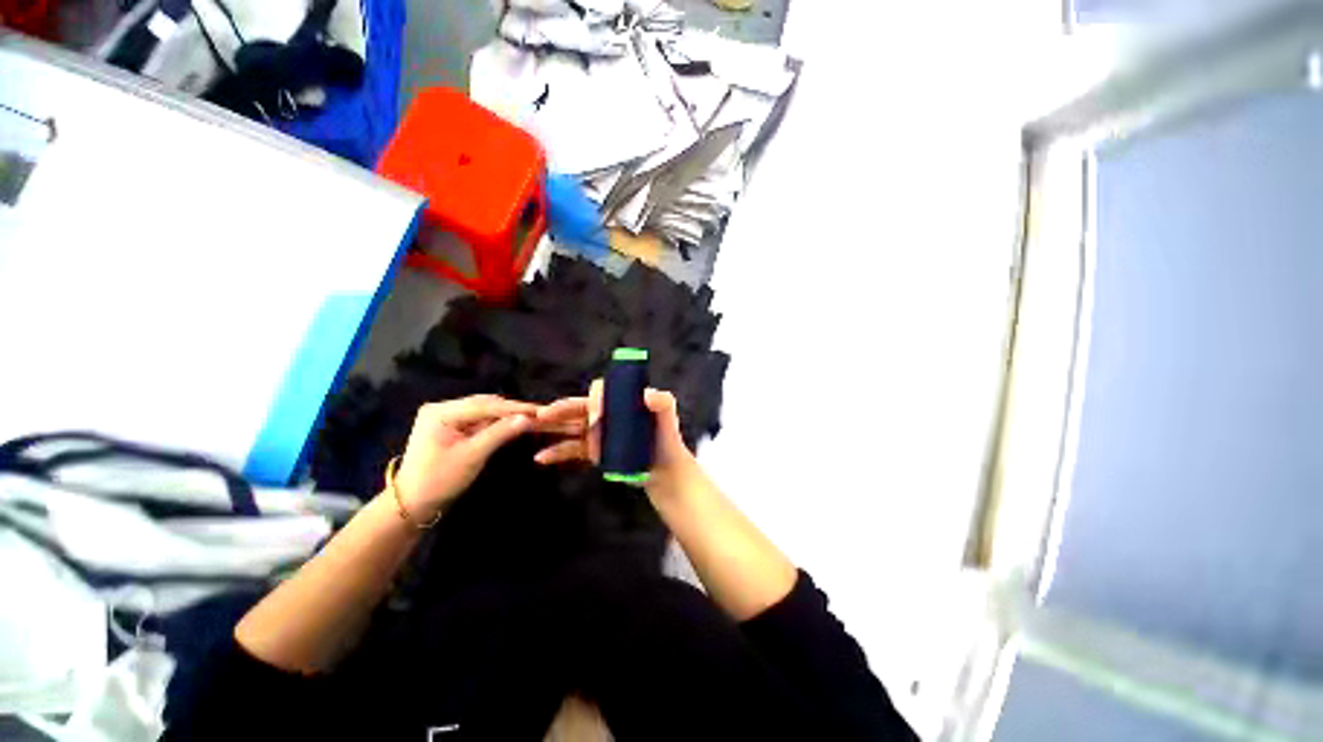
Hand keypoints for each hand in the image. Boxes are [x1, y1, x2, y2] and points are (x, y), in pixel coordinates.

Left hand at [392, 395, 536, 518]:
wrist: (411, 504)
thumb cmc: (439, 480)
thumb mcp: (472, 456)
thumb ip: (499, 434)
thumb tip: (527, 418)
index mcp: (441, 412)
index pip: (485, 405)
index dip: (514, 407)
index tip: (540, 409)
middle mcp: (442, 408)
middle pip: (485, 405)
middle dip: (511, 410)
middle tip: (538, 414)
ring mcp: (446, 416)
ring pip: (483, 411)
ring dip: (505, 416)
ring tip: (530, 418)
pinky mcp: (451, 426)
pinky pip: (478, 420)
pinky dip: (495, 423)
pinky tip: (511, 425)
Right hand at [533, 381, 698, 498]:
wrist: (664, 470)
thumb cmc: (666, 440)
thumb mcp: (669, 418)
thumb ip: (663, 403)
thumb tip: (647, 394)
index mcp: (620, 400)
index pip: (600, 392)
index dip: (594, 401)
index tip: (596, 418)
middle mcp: (606, 413)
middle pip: (578, 407)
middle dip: (558, 409)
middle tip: (541, 414)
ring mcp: (598, 433)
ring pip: (569, 426)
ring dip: (550, 427)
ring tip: (528, 429)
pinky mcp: (594, 452)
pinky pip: (572, 449)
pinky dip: (556, 451)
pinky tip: (541, 457)